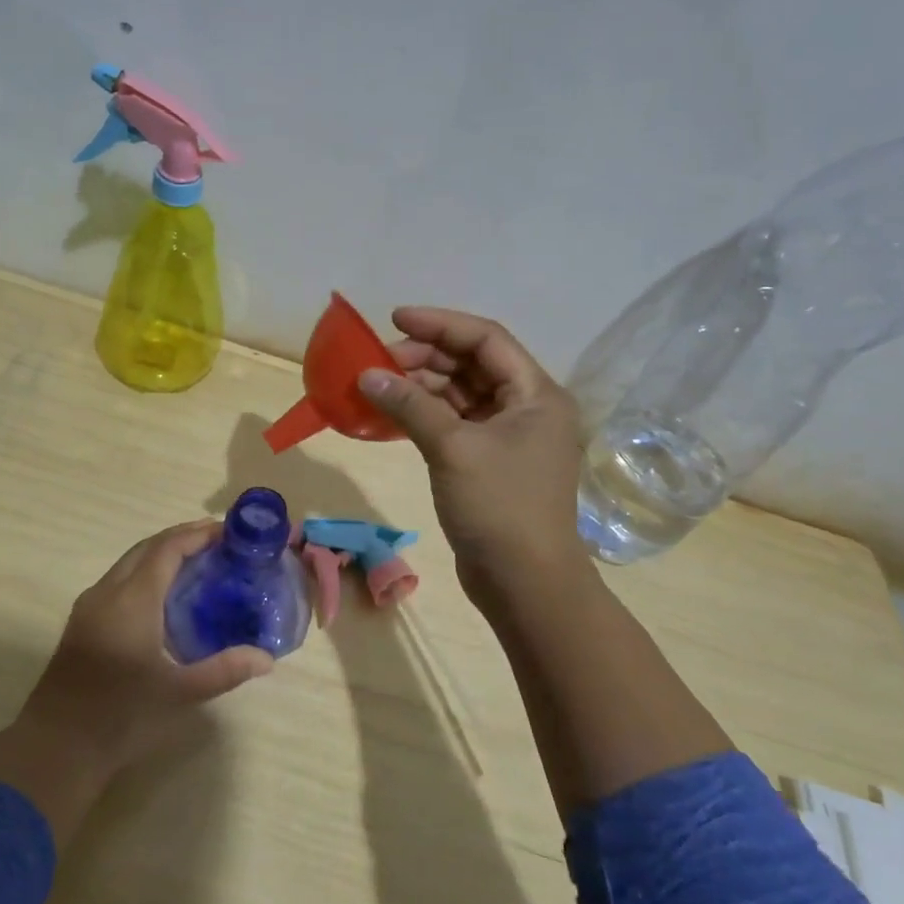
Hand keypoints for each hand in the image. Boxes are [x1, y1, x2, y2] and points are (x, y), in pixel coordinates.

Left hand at [24, 521, 274, 770]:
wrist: (56, 748)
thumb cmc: (121, 716)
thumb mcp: (179, 693)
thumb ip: (225, 670)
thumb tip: (267, 659)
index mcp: (132, 599)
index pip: (167, 548)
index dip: (197, 534)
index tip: (228, 531)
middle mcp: (108, 592)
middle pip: (147, 547)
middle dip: (181, 538)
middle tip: (218, 543)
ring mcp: (90, 607)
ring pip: (129, 563)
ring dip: (161, 554)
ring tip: (197, 563)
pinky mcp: (82, 623)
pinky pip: (118, 581)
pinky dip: (145, 573)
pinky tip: (164, 597)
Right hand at [356, 308, 586, 610]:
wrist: (525, 584)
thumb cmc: (499, 508)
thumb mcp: (453, 449)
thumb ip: (410, 405)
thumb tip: (367, 374)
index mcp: (536, 393)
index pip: (486, 338)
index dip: (440, 324)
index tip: (395, 320)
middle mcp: (526, 407)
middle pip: (472, 364)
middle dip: (425, 358)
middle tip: (378, 363)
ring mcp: (508, 436)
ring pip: (460, 394)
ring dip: (421, 387)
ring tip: (378, 387)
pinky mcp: (489, 461)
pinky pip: (454, 422)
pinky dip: (425, 415)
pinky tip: (392, 414)